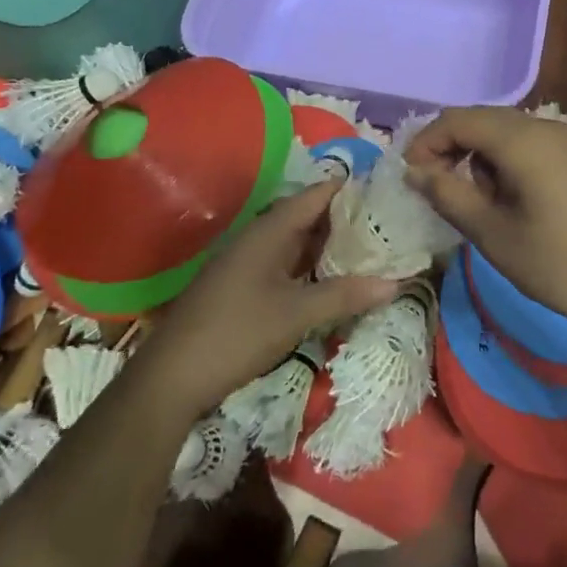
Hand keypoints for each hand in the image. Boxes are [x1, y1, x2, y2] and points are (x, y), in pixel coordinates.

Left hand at [133, 181, 400, 420]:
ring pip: (297, 242)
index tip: (386, 190)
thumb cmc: (236, 334)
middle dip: (346, 219)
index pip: (317, 195)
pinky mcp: (244, 286)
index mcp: (270, 231)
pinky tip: (333, 279)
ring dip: (329, 245)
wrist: (171, 377)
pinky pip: (286, 264)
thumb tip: (395, 283)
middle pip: (308, 216)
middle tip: (388, 223)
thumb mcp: (296, 315)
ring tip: (371, 248)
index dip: (350, 189)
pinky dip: (311, 266)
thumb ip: (344, 295)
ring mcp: (249, 262)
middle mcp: (259, 237)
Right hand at [404, 107, 566, 339]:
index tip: (410, 179)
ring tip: (478, 205)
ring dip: (479, 158)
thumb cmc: (561, 265)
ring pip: (504, 133)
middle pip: (481, 120)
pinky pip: (528, 146)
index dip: (426, 143)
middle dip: (450, 148)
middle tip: (435, 190)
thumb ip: (449, 195)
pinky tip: (510, 203)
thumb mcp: (494, 235)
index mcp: (522, 139)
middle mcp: (544, 127)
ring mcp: (566, 141)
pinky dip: (505, 164)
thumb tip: (414, 171)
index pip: (457, 120)